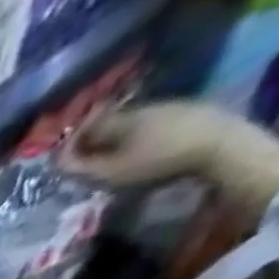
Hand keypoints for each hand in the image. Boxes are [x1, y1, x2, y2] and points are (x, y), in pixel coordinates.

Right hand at [60, 101, 228, 188]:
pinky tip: (145, 149)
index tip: (63, 160)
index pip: (87, 126)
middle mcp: (144, 107)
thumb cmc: (158, 161)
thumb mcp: (111, 172)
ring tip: (115, 157)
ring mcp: (170, 106)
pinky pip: (156, 123)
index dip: (72, 143)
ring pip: (134, 122)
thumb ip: (82, 168)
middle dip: (96, 139)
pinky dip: (142, 136)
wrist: (220, 145)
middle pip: (112, 122)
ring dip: (120, 138)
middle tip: (87, 160)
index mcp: (122, 120)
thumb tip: (59, 161)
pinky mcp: (192, 112)